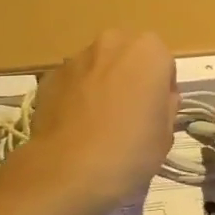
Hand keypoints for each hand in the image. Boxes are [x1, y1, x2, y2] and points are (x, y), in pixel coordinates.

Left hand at [15, 30, 175, 214]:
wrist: (69, 170)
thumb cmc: (129, 151)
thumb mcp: (165, 134)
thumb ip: (165, 106)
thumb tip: (156, 99)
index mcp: (147, 51)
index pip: (162, 63)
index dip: (160, 89)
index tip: (154, 113)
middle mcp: (111, 44)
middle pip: (126, 57)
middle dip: (128, 78)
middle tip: (127, 115)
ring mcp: (75, 58)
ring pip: (96, 67)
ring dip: (100, 85)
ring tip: (97, 124)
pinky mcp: (49, 77)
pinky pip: (71, 83)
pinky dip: (75, 97)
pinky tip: (75, 128)